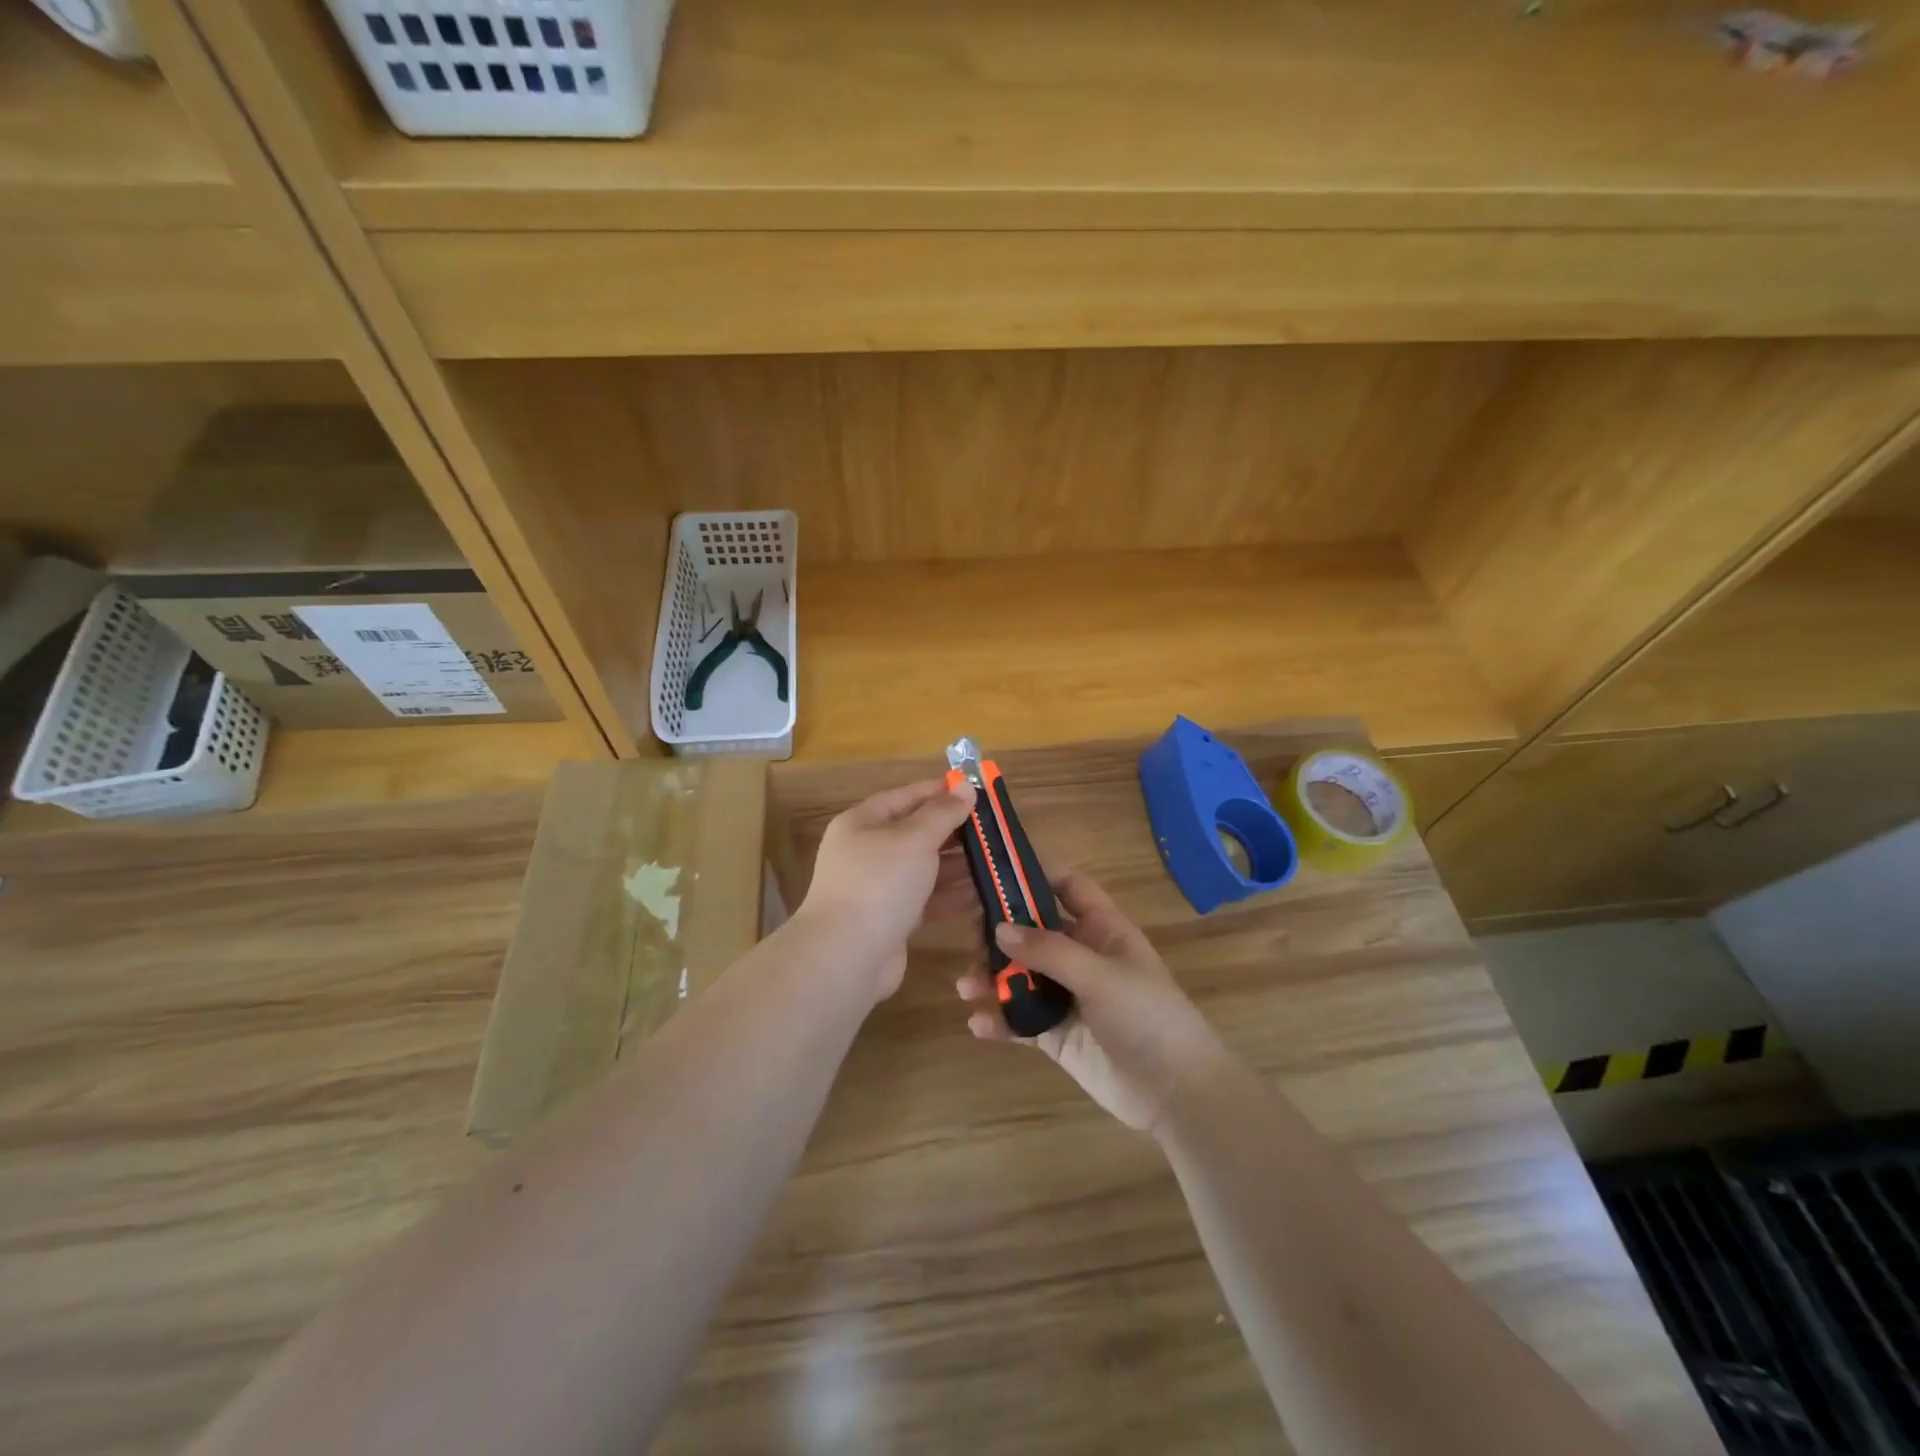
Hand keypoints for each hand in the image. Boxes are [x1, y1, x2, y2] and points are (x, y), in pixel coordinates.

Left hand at [796, 777, 977, 1001]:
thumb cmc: (879, 883)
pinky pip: (926, 897)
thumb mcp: (914, 839)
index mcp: (862, 823)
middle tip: (993, 827)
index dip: (939, 791)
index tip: (975, 789)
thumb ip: (942, 813)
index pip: (905, 797)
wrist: (847, 956)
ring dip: (958, 863)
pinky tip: (983, 890)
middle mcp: (867, 851)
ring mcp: (878, 888)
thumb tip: (965, 786)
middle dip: (954, 830)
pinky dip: (951, 893)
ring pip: (924, 867)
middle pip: (916, 833)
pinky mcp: (892, 919)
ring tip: (995, 857)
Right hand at [955, 871, 1229, 1134]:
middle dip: (1000, 932)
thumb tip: (999, 928)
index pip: (1069, 887)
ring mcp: (1068, 996)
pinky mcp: (1057, 1034)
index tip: (997, 871)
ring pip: (1021, 975)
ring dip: (992, 977)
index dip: (1038, 873)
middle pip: (1034, 931)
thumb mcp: (1100, 975)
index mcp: (1102, 929)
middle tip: (967, 938)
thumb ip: (1049, 950)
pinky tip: (978, 1024)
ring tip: (965, 987)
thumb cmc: (1147, 1017)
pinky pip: (1020, 1019)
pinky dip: (999, 1019)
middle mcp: (1082, 956)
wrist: (1175, 1092)